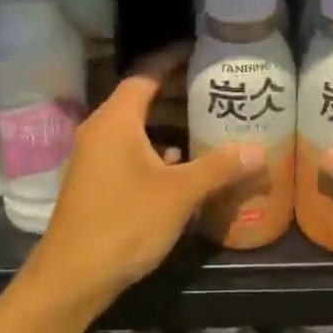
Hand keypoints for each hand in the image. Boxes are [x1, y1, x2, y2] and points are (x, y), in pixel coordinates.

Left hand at [30, 45, 258, 305]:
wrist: (73, 276)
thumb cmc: (125, 222)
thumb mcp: (179, 193)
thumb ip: (219, 167)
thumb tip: (260, 150)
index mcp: (115, 120)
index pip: (145, 75)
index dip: (172, 62)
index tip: (201, 55)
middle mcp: (100, 131)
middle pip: (140, 100)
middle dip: (176, 94)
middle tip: (214, 91)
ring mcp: (93, 158)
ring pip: (134, 129)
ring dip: (167, 125)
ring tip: (205, 125)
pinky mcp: (94, 182)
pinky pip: (128, 152)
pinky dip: (154, 150)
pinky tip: (180, 166)